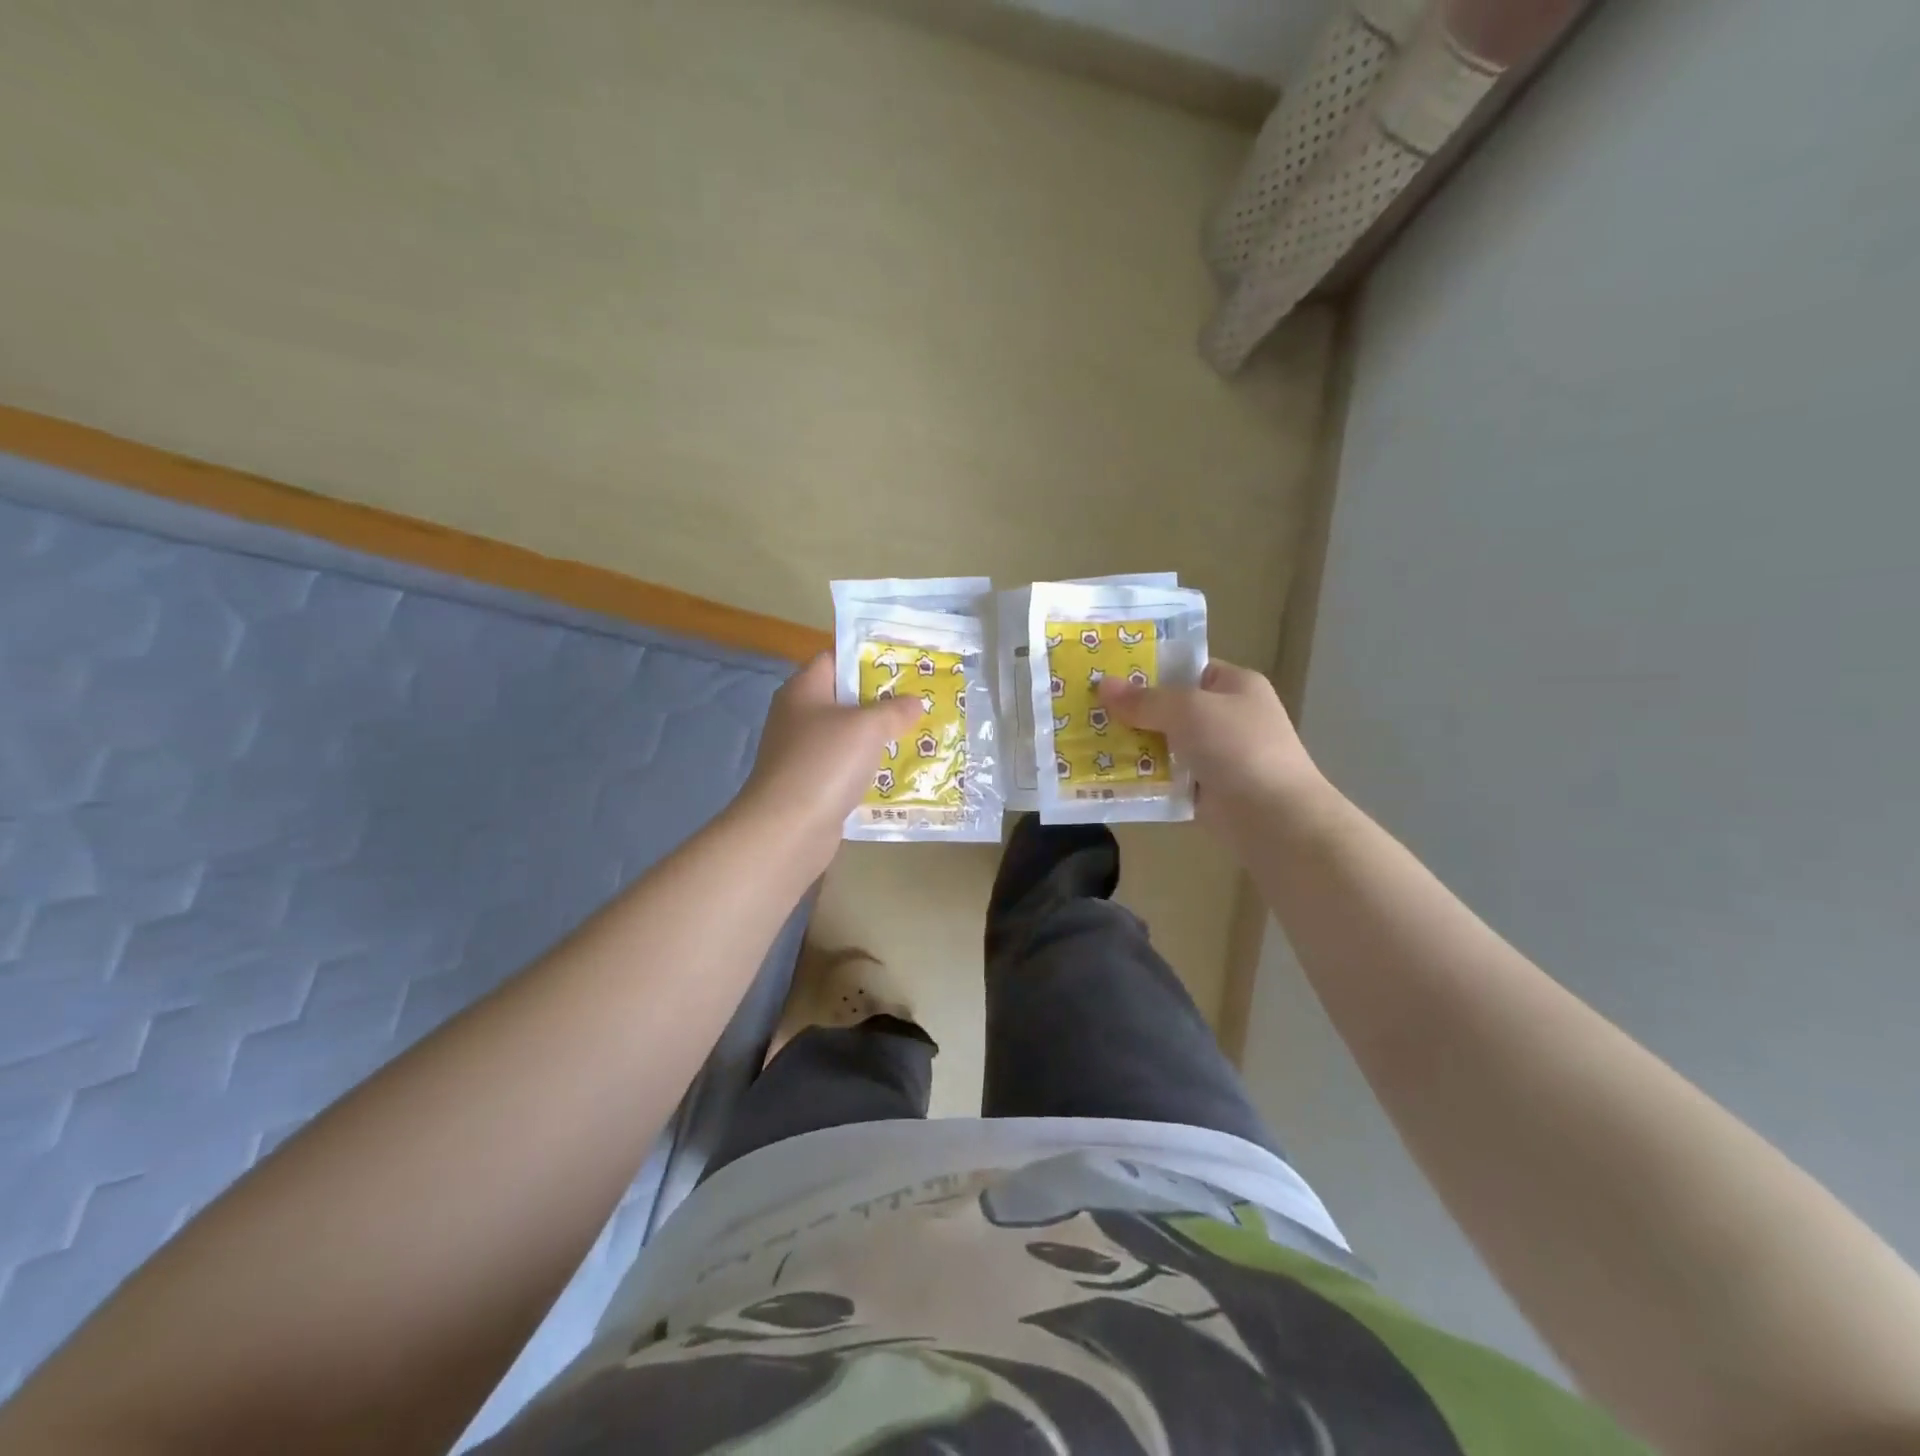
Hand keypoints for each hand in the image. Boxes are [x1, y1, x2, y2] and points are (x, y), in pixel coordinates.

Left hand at [733, 653, 920, 859]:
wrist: (788, 828)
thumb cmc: (826, 762)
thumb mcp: (867, 727)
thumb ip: (894, 710)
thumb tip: (915, 702)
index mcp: (804, 690)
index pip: (836, 659)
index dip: (869, 658)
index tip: (905, 665)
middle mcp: (799, 716)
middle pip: (845, 699)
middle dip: (882, 701)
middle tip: (921, 702)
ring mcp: (803, 753)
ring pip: (848, 737)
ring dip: (878, 738)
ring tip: (918, 736)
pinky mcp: (811, 784)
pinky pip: (846, 768)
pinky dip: (869, 769)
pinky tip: (898, 773)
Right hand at [1099, 660, 1329, 842]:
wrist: (1273, 817)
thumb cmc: (1237, 747)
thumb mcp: (1188, 710)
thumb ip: (1145, 699)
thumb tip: (1103, 685)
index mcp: (1234, 685)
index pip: (1186, 668)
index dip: (1148, 670)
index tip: (1107, 676)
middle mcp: (1227, 717)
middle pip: (1170, 707)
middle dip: (1132, 711)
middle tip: (1087, 711)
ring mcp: (1217, 755)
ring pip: (1164, 743)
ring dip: (1132, 746)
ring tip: (1087, 743)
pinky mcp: (1205, 789)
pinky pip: (1165, 776)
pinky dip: (1142, 777)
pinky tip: (1108, 775)